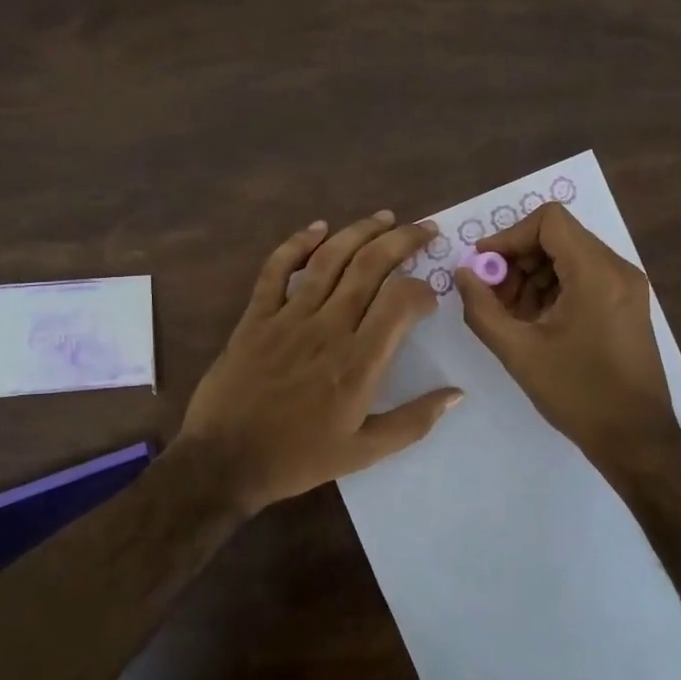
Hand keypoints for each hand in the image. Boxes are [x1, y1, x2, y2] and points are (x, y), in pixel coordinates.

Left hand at [178, 211, 463, 514]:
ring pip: (330, 258)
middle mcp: (328, 328)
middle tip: (425, 229)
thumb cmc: (298, 459)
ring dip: (360, 231)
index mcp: (358, 362)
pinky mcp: (256, 316)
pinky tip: (317, 227)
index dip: (422, 289)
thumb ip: (413, 422)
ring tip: (385, 217)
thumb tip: (456, 394)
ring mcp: (288, 317)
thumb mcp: (364, 453)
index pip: (400, 302)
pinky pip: (276, 269)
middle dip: (403, 240)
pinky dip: (297, 243)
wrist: (224, 462)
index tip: (429, 299)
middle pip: (370, 266)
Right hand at [456, 203, 676, 466]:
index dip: (509, 236)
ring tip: (511, 315)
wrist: (635, 439)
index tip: (483, 266)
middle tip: (491, 295)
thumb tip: (463, 274)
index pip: (549, 221)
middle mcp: (618, 269)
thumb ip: (482, 308)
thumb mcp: (519, 351)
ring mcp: (627, 287)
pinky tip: (535, 322)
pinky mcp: (627, 304)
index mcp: (597, 273)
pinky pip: (583, 278)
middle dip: (517, 260)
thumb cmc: (577, 393)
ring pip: (569, 257)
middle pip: (558, 237)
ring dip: (533, 276)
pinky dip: (554, 289)